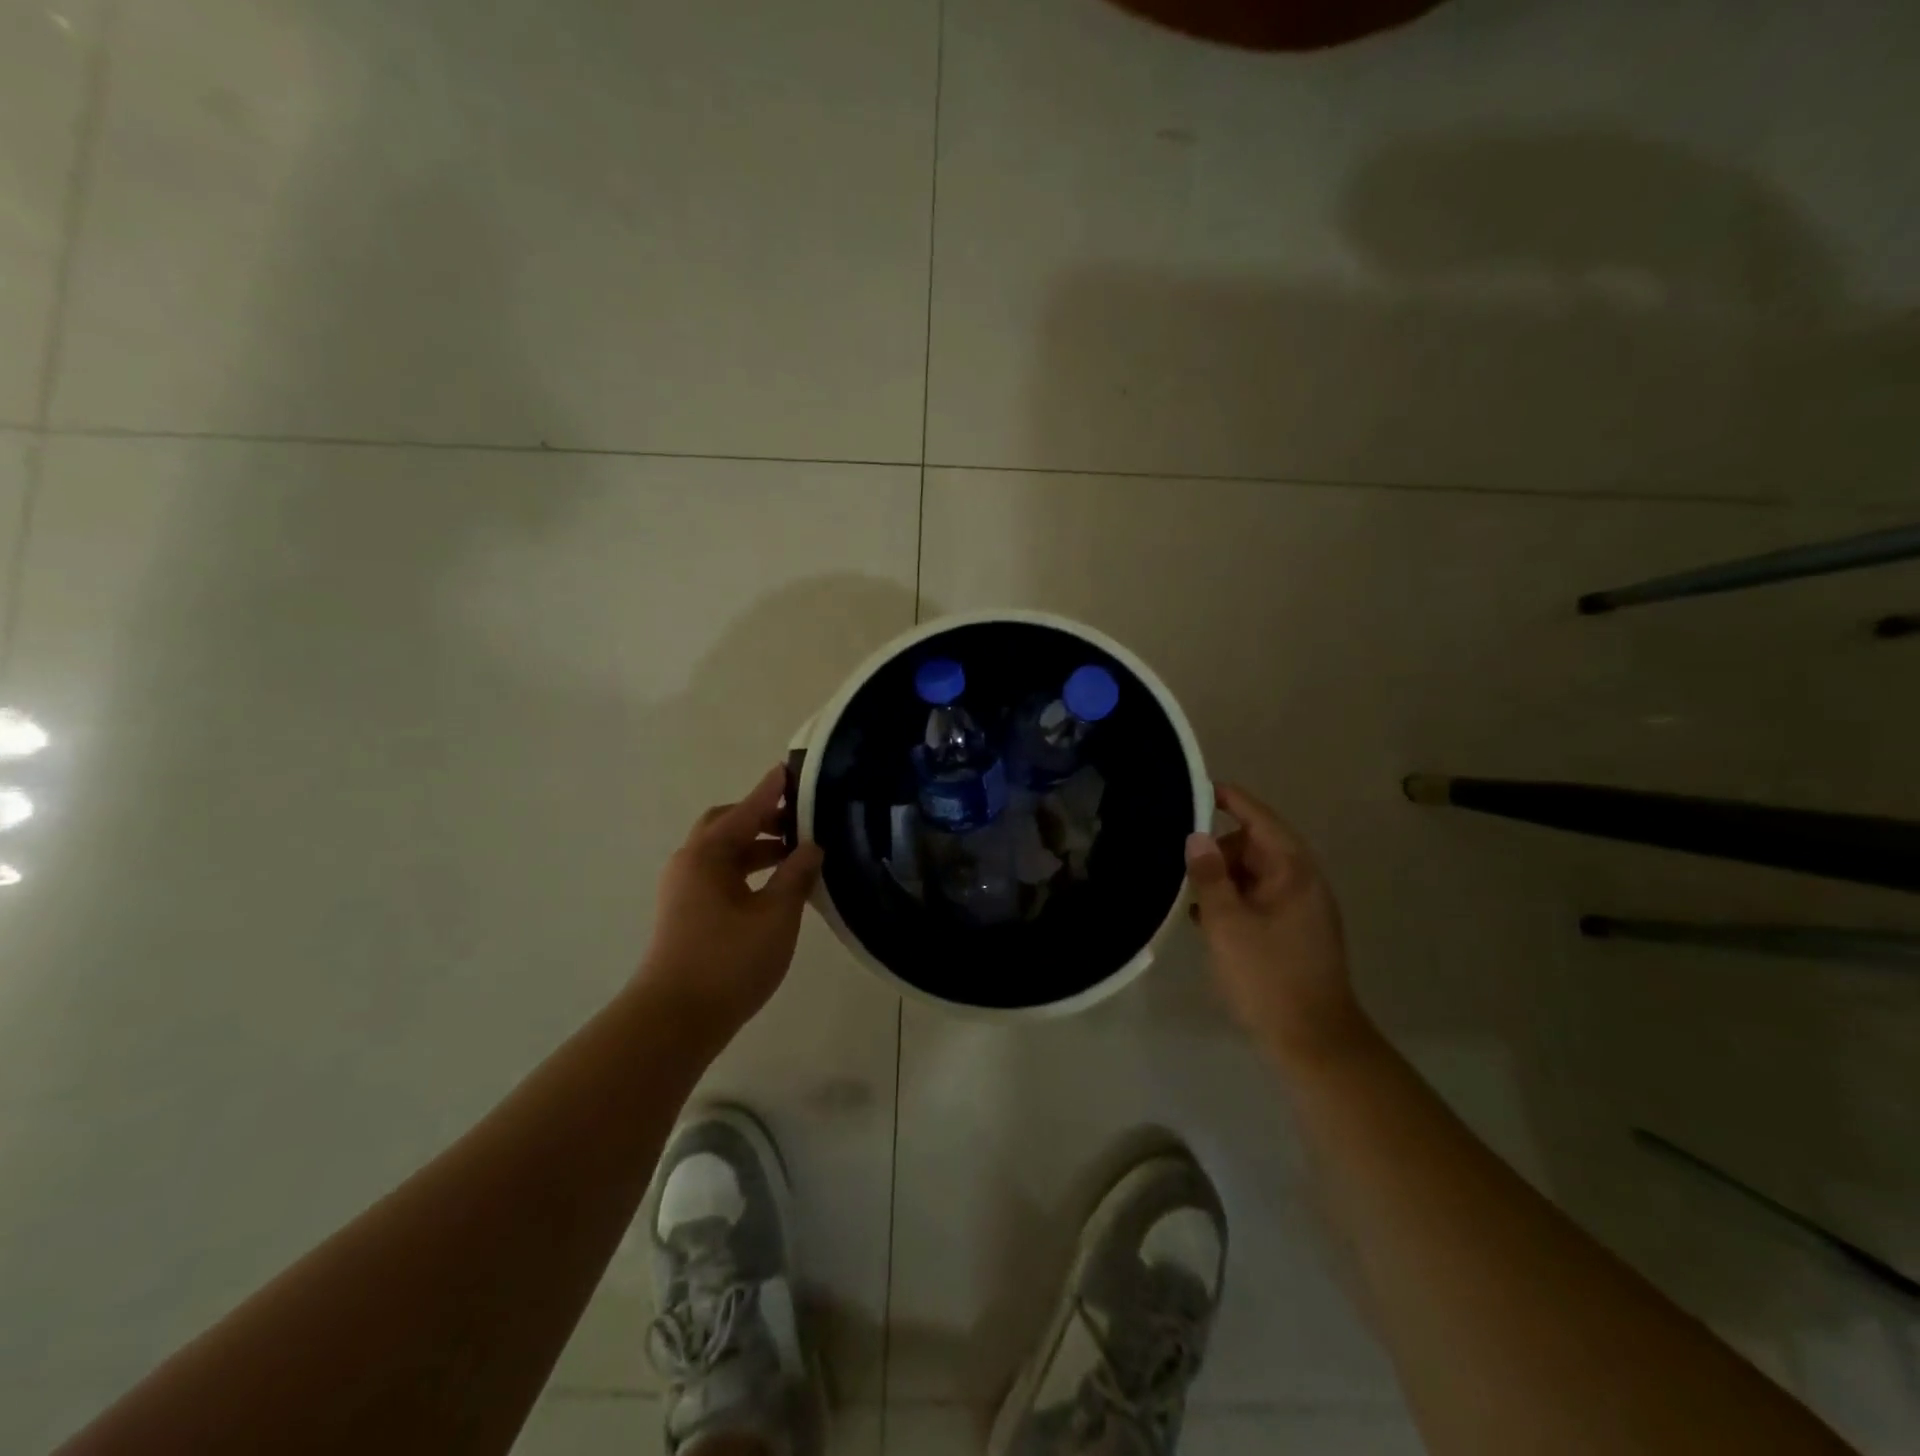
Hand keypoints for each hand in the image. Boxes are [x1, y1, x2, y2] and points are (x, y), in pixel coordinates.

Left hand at [636, 765, 824, 1044]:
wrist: (673, 1021)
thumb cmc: (728, 961)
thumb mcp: (775, 915)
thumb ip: (796, 875)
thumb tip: (811, 847)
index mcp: (707, 854)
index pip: (747, 810)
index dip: (772, 791)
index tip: (792, 769)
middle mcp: (690, 863)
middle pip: (727, 826)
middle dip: (762, 818)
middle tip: (799, 819)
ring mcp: (684, 890)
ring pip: (724, 853)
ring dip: (757, 847)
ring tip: (796, 854)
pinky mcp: (686, 914)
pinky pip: (720, 876)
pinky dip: (747, 871)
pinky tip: (775, 887)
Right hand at [1186, 784, 1364, 1067]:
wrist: (1313, 1041)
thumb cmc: (1268, 976)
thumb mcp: (1227, 923)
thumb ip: (1209, 876)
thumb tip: (1196, 836)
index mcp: (1293, 871)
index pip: (1259, 818)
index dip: (1230, 800)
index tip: (1198, 788)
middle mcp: (1302, 882)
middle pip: (1255, 846)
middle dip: (1218, 850)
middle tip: (1182, 866)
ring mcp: (1301, 909)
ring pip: (1254, 875)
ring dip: (1222, 879)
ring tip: (1188, 895)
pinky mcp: (1294, 933)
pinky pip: (1258, 900)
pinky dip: (1233, 901)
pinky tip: (1204, 920)